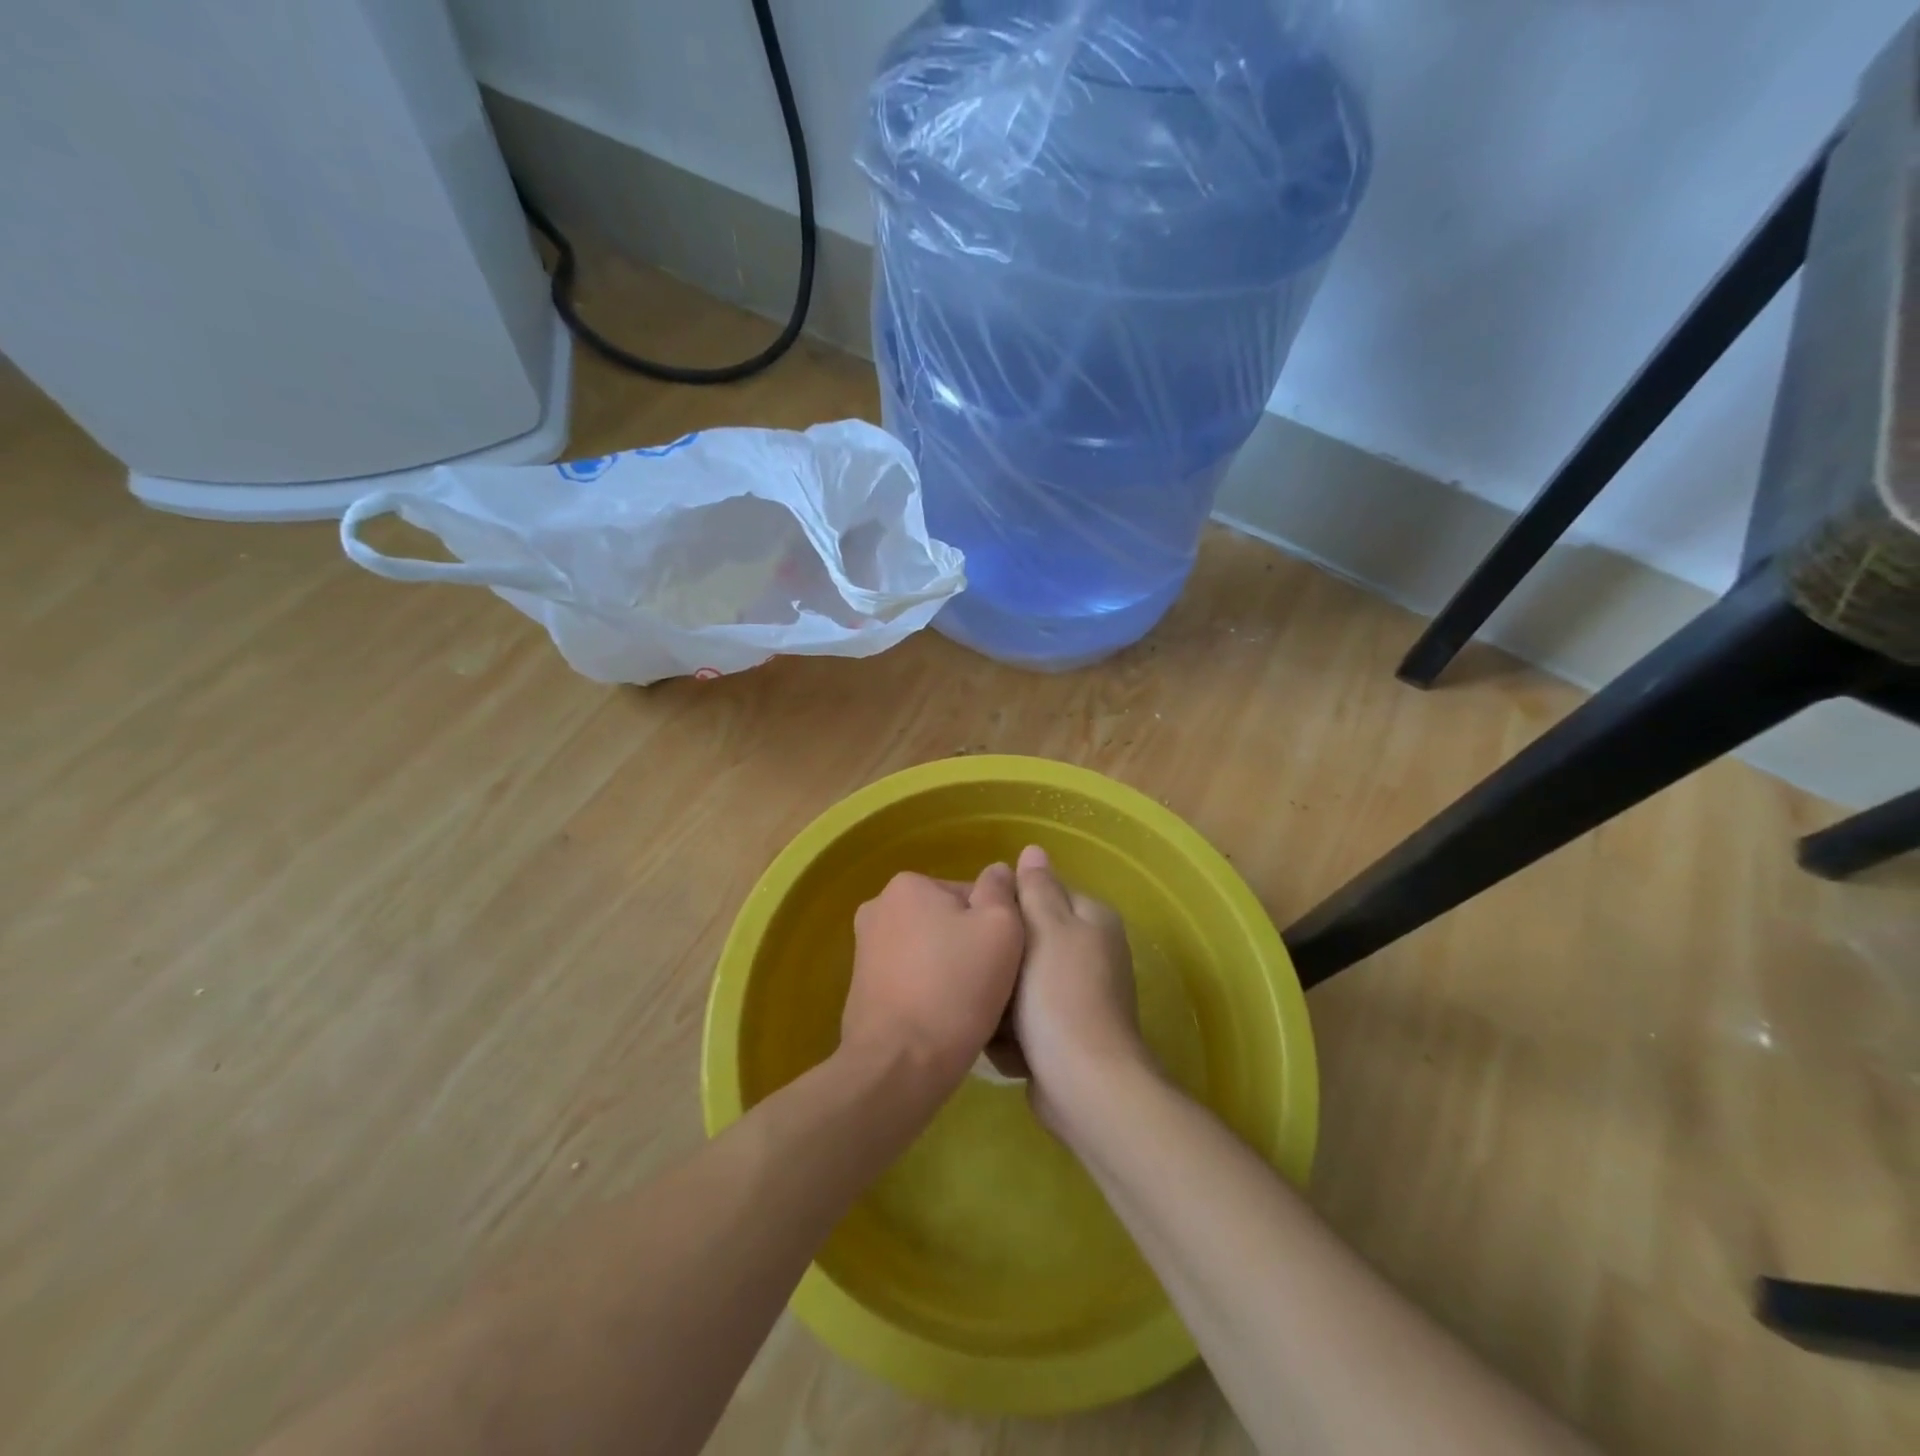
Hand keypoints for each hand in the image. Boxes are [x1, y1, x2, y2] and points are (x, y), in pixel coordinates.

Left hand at [841, 865, 1023, 1099]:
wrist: (899, 1065)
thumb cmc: (956, 988)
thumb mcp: (1000, 927)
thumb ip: (1002, 890)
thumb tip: (998, 870)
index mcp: (907, 885)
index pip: (972, 894)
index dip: (998, 925)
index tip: (1006, 959)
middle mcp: (878, 908)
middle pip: (948, 920)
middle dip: (971, 946)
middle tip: (992, 983)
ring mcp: (864, 950)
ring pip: (930, 951)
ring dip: (951, 970)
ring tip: (970, 1006)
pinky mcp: (861, 988)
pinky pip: (911, 979)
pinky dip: (929, 991)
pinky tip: (944, 1019)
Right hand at [1007, 845, 1152, 1135]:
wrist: (1083, 1085)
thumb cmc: (1059, 995)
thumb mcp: (1044, 929)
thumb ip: (1035, 888)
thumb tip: (1033, 849)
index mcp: (1092, 919)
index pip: (1041, 893)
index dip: (1008, 908)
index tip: (984, 924)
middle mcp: (1092, 952)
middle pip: (1028, 941)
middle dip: (1003, 961)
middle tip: (984, 972)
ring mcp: (1079, 996)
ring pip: (1021, 983)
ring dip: (1003, 1002)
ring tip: (993, 1017)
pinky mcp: (1067, 1034)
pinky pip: (1028, 1020)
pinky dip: (1015, 1033)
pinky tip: (1008, 1047)